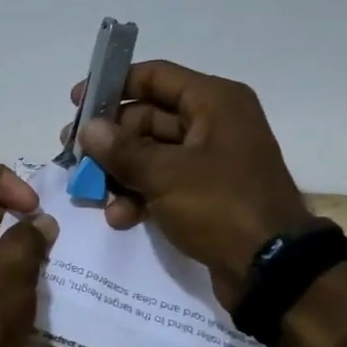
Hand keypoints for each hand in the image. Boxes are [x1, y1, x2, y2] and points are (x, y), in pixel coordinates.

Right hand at [64, 61, 311, 309]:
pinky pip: (163, 182)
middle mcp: (214, 123)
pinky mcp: (206, 193)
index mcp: (214, 102)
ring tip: (93, 194)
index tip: (77, 103)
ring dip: (120, 173)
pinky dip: (139, 195)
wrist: (271, 270)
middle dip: (110, 141)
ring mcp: (210, 160)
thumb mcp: (165, 175)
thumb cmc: (221, 206)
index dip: (113, 86)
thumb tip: (89, 129)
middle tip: (75, 157)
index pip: (155, 76)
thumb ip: (121, 149)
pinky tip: (120, 218)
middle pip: (147, 118)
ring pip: (150, 154)